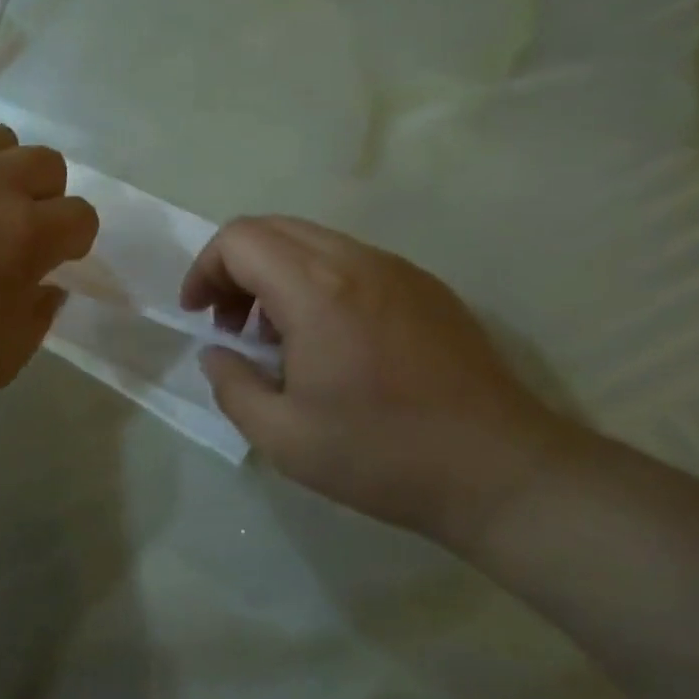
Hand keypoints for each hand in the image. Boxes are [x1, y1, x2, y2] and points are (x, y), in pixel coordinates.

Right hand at [180, 216, 571, 546]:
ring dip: (278, 275)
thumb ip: (232, 386)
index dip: (205, 270)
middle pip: (273, 229)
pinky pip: (352, 261)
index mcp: (315, 288)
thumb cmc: (381, 454)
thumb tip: (218, 354)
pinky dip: (319, 281)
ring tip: (281, 338)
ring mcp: (396, 268)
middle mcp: (355, 260)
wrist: (498, 469)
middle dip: (236, 269)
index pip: (239, 239)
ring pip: (313, 241)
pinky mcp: (425, 285)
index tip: (200, 316)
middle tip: (232, 326)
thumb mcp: (283, 437)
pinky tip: (332, 340)